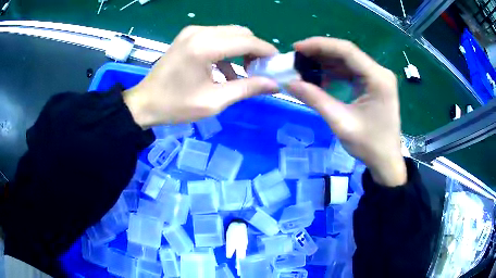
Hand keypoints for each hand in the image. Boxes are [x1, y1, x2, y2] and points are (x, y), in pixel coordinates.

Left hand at [123, 25, 278, 127]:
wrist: (145, 102)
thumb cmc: (176, 106)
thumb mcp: (214, 101)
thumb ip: (246, 88)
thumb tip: (274, 84)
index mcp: (205, 47)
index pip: (247, 41)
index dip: (266, 51)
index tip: (277, 64)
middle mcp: (200, 32)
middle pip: (240, 32)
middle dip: (255, 49)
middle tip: (260, 69)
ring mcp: (192, 32)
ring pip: (229, 33)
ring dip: (241, 49)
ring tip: (245, 71)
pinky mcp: (188, 36)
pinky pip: (216, 37)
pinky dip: (227, 50)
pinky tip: (225, 70)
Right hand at [286, 37, 406, 186]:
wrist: (386, 161)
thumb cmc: (369, 145)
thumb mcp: (341, 122)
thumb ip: (316, 100)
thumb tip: (290, 83)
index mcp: (378, 78)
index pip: (347, 51)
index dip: (320, 45)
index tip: (297, 48)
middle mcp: (379, 72)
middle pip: (347, 53)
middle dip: (320, 53)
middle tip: (296, 57)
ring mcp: (377, 78)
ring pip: (347, 62)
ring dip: (325, 63)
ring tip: (303, 67)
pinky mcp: (373, 84)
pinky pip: (351, 72)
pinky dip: (334, 73)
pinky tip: (319, 78)